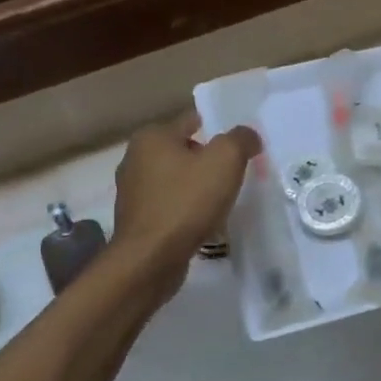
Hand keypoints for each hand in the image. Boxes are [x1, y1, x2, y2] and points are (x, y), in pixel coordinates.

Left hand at [111, 107, 260, 291]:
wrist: (150, 259)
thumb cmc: (187, 202)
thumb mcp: (225, 160)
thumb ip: (241, 140)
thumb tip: (248, 136)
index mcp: (152, 137)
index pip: (193, 120)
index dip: (220, 131)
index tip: (241, 149)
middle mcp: (135, 158)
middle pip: (184, 150)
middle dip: (209, 161)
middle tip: (236, 176)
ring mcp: (132, 191)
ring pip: (176, 180)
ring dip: (197, 187)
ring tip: (222, 202)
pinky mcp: (136, 219)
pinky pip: (169, 205)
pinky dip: (186, 209)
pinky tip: (202, 222)